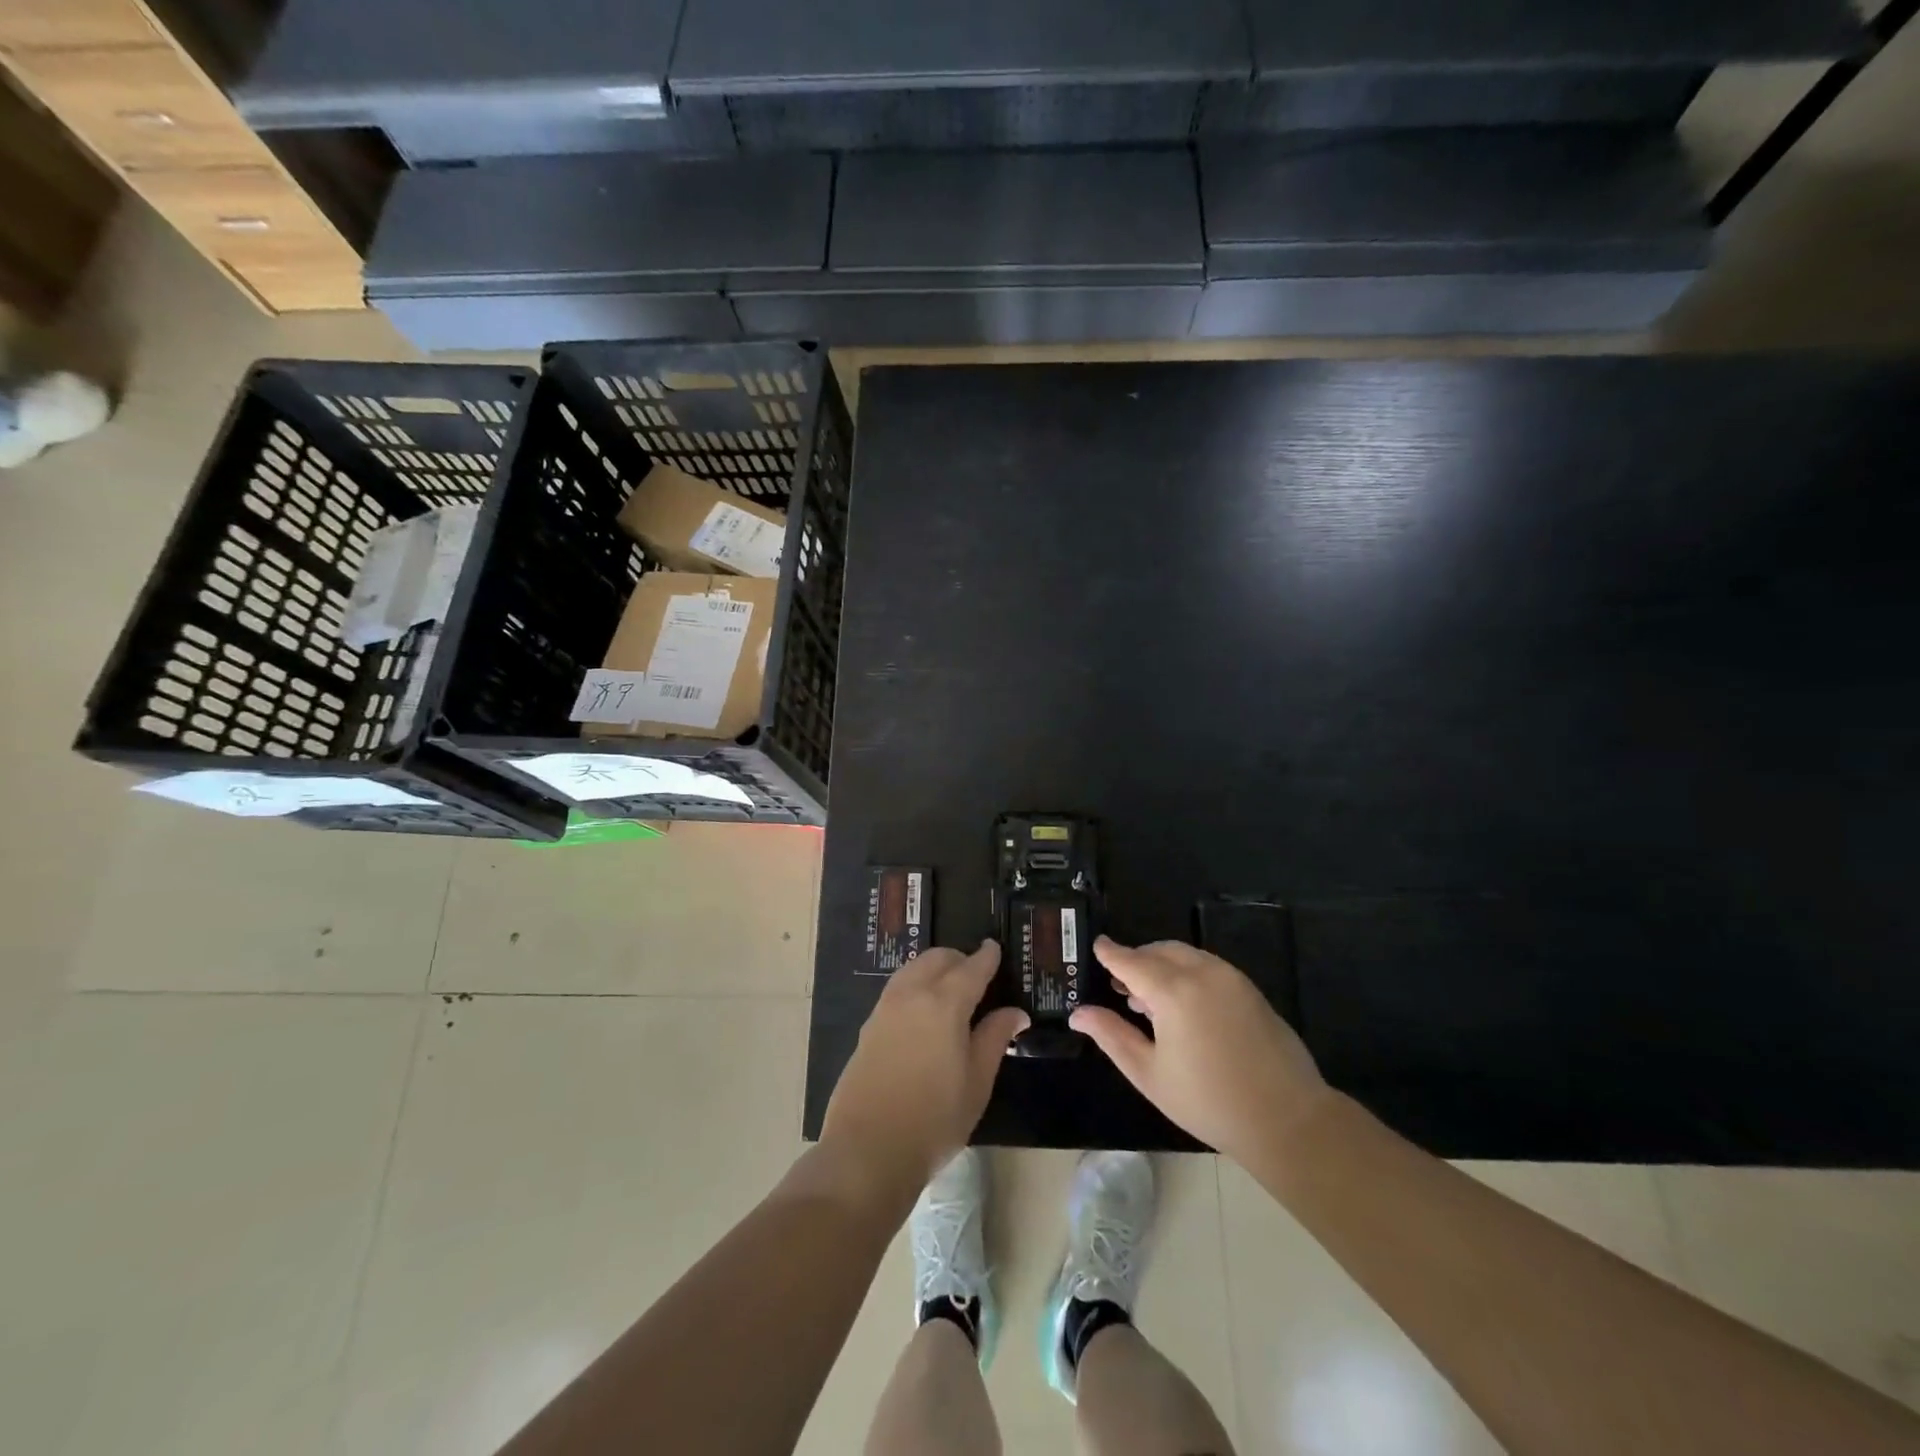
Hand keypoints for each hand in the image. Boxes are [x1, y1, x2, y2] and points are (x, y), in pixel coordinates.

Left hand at [821, 942, 1028, 1192]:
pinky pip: (897, 988)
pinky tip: (924, 1009)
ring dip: (934, 968)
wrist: (868, 1149)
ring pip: (913, 969)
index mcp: (945, 1003)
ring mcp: (885, 1008)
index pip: (972, 967)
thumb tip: (1015, 1012)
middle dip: (960, 959)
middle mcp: (912, 994)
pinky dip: (915, 984)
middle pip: (938, 958)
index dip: (987, 957)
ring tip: (951, 989)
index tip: (995, 948)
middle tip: (977, 975)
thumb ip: (995, 1038)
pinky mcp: (868, 1025)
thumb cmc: (934, 1119)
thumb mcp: (977, 1082)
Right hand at [1070, 937, 1328, 1166]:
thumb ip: (1112, 1036)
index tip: (1096, 945)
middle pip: (1159, 951)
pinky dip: (1186, 973)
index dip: (1110, 952)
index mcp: (1174, 991)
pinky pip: (1207, 967)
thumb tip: (1079, 1013)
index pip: (1131, 960)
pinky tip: (1182, 1007)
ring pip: (1185, 955)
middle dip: (1136, 960)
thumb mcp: (1150, 1073)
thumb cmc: (1209, 1101)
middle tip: (1119, 986)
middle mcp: (1202, 972)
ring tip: (1148, 1001)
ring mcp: (1231, 978)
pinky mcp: (1250, 989)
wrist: (1287, 1119)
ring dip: (1161, 965)